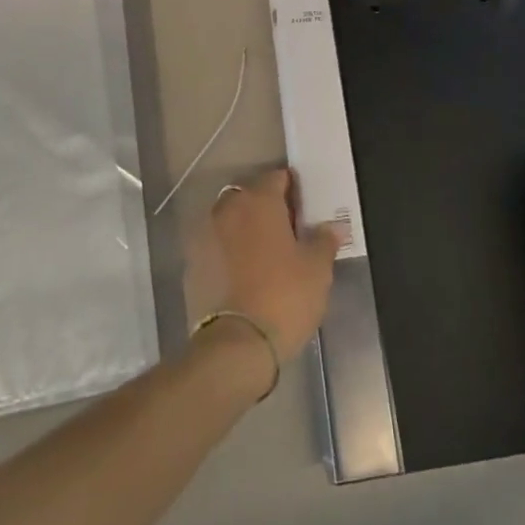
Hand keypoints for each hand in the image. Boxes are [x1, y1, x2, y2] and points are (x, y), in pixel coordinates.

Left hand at [209, 168, 339, 360]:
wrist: (235, 346)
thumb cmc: (284, 297)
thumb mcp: (317, 269)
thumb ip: (324, 240)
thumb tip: (333, 226)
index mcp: (258, 200)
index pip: (277, 177)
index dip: (293, 190)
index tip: (305, 210)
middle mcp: (227, 208)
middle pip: (250, 196)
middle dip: (267, 209)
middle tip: (288, 234)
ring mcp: (204, 235)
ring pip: (230, 221)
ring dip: (245, 230)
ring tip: (265, 257)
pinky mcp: (191, 264)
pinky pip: (215, 247)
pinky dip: (228, 254)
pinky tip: (244, 277)